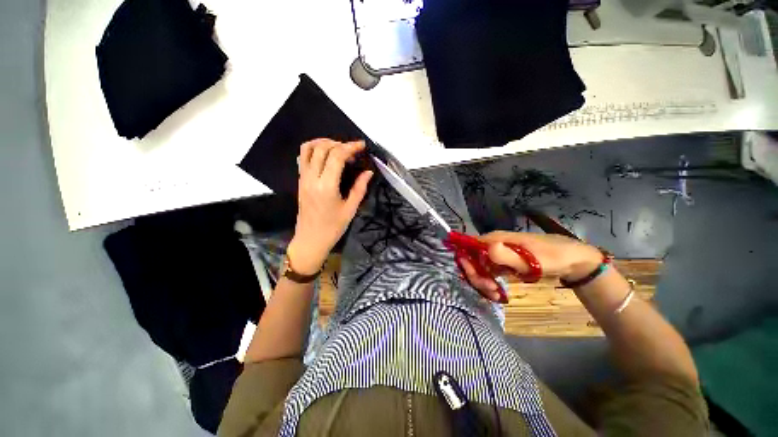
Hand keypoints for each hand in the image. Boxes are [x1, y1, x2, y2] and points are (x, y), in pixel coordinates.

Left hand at [288, 139, 373, 274]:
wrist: (310, 240)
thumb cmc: (333, 227)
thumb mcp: (350, 209)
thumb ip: (359, 188)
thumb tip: (368, 172)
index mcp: (326, 186)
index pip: (336, 156)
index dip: (350, 147)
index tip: (361, 146)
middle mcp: (312, 178)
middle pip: (322, 148)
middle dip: (339, 143)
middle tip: (352, 151)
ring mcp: (303, 178)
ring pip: (308, 149)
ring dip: (323, 142)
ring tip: (338, 148)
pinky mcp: (300, 181)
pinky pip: (303, 158)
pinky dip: (314, 150)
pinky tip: (326, 157)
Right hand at [459, 231, 602, 301]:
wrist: (572, 261)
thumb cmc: (551, 257)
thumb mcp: (530, 259)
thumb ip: (505, 255)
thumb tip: (484, 249)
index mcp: (495, 239)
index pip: (470, 246)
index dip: (466, 260)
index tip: (475, 276)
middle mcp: (492, 245)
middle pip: (473, 259)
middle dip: (476, 276)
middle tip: (490, 289)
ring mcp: (497, 255)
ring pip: (480, 268)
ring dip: (483, 282)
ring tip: (495, 294)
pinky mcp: (503, 264)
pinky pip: (489, 273)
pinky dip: (490, 284)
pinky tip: (497, 294)